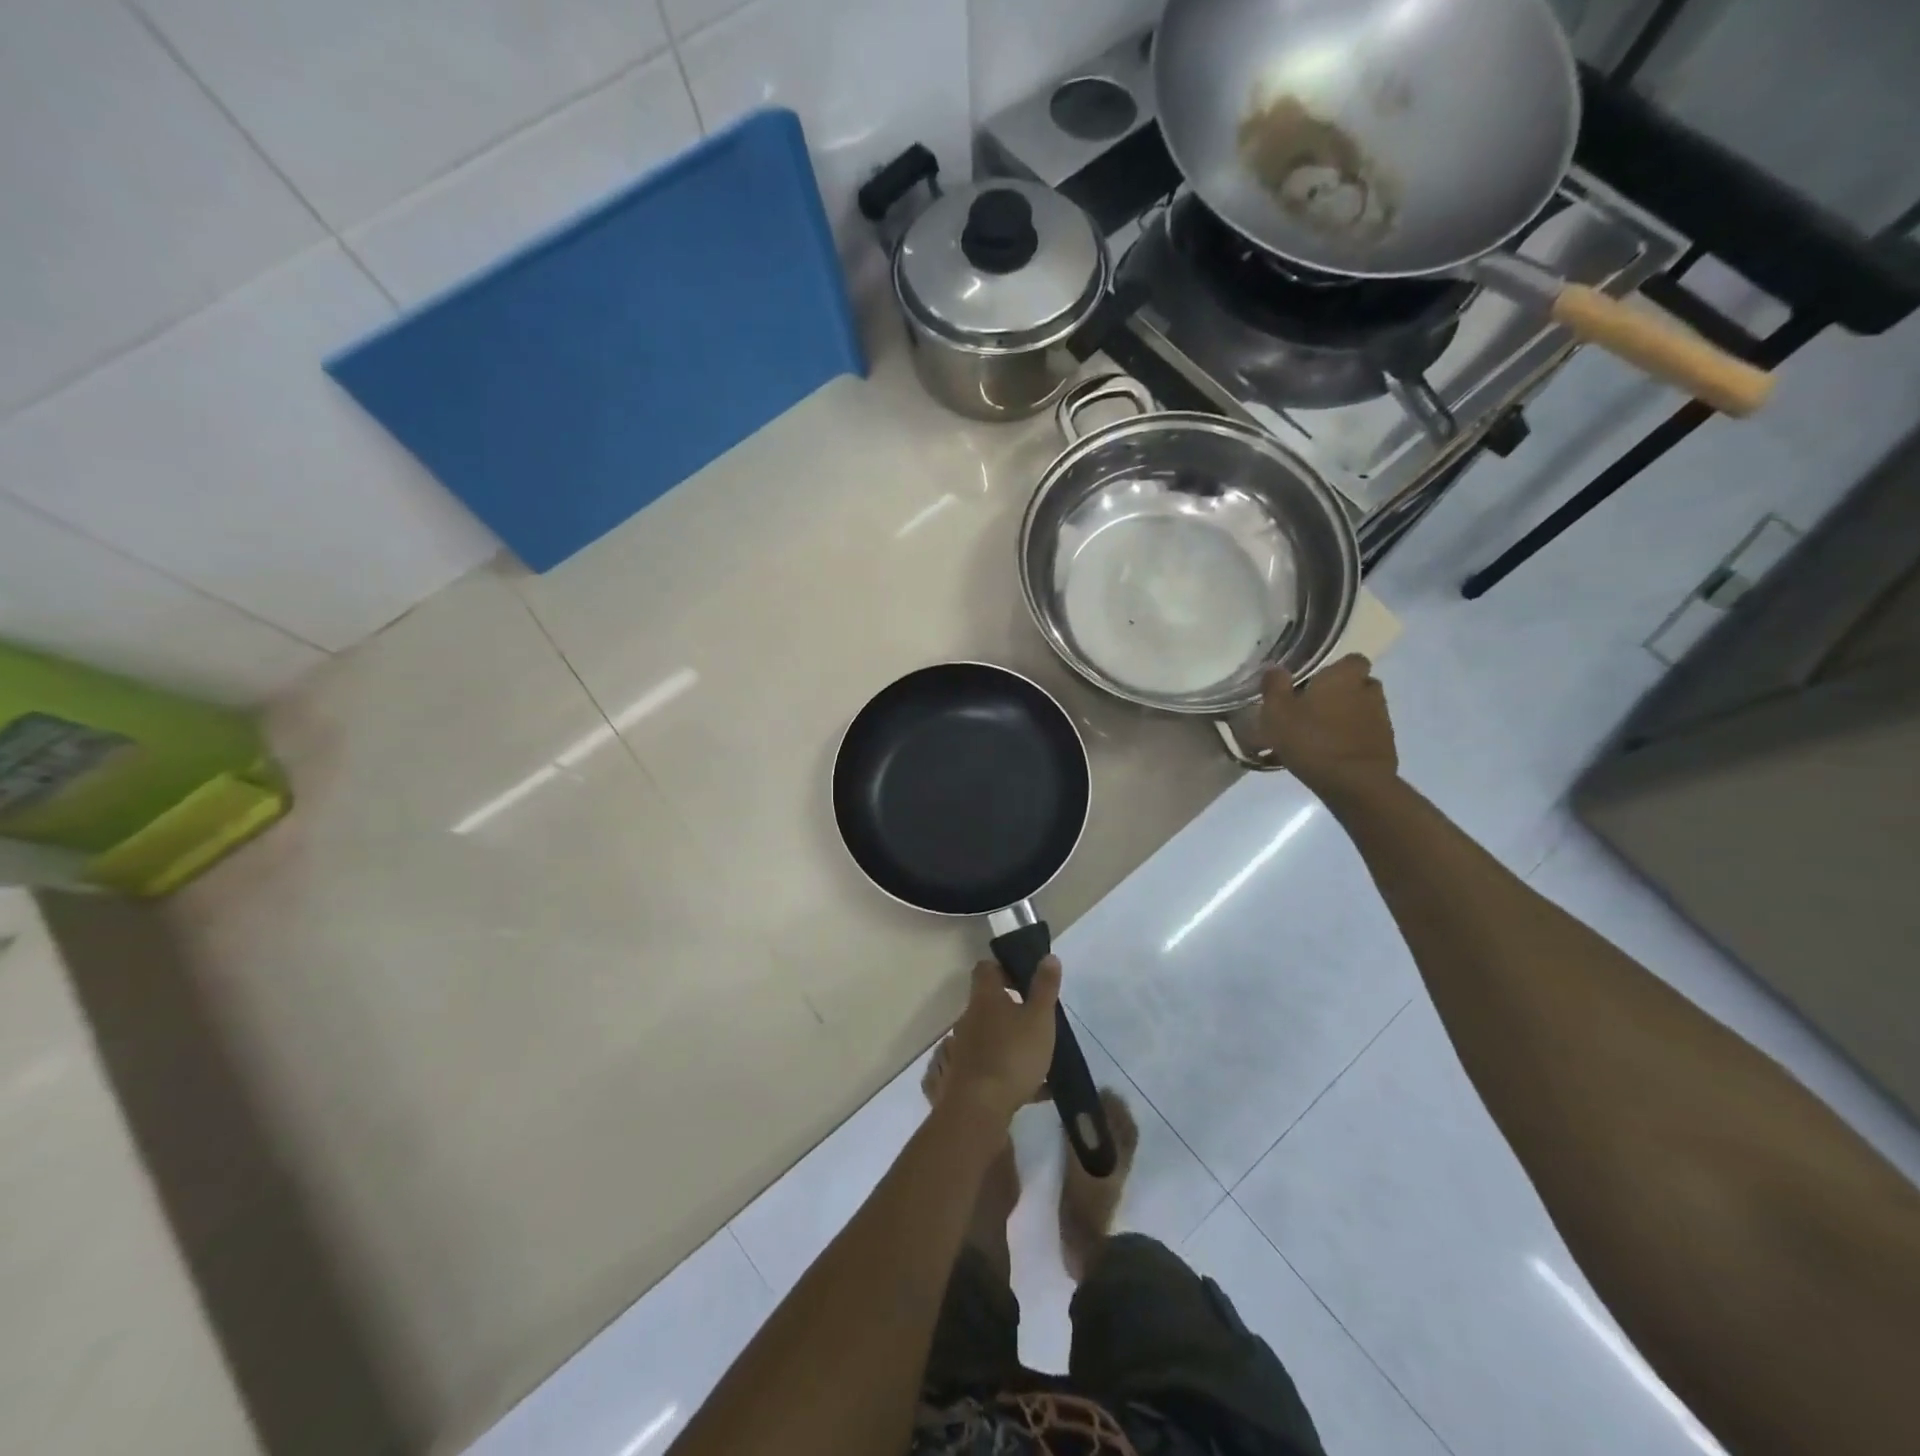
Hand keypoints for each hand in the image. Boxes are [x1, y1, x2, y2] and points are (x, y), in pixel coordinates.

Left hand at [940, 957, 1061, 1125]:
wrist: (979, 1107)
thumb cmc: (1012, 1054)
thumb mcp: (1039, 1018)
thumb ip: (1045, 987)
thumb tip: (1048, 956)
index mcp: (986, 997)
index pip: (986, 968)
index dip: (1004, 968)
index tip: (1025, 980)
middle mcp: (970, 1017)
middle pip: (989, 1002)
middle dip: (1013, 1007)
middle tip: (1039, 1018)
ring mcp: (966, 1046)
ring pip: (992, 1034)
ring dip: (1013, 1039)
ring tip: (1042, 1055)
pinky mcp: (967, 1073)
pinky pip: (993, 1063)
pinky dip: (1012, 1069)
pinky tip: (1038, 1089)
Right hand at [1260, 655, 1397, 798]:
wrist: (1353, 782)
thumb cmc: (1310, 739)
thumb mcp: (1277, 712)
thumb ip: (1274, 686)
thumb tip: (1275, 668)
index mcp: (1344, 676)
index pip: (1351, 660)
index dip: (1335, 670)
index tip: (1315, 684)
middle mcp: (1368, 690)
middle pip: (1358, 684)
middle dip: (1341, 693)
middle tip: (1315, 710)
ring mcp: (1382, 718)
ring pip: (1363, 709)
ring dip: (1347, 717)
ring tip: (1322, 735)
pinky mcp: (1386, 744)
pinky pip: (1367, 733)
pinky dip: (1354, 738)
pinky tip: (1333, 754)